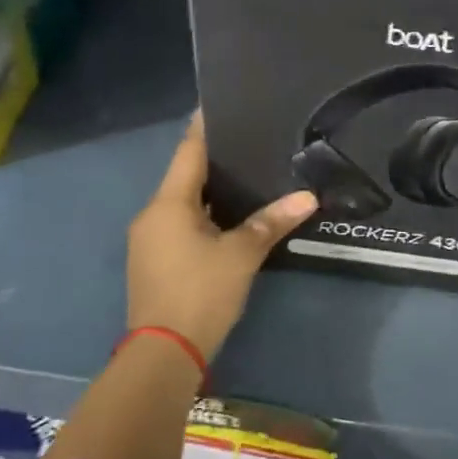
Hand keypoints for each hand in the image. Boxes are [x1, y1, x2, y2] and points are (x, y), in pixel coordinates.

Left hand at [127, 115, 317, 360]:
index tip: (220, 104)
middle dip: (214, 160)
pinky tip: (229, 216)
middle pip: (185, 176)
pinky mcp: (155, 262)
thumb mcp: (241, 255)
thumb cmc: (201, 293)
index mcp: (169, 204)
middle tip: (249, 140)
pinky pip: (180, 224)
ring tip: (246, 174)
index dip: (204, 128)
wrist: (164, 354)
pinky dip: (204, 214)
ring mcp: (150, 240)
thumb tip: (307, 196)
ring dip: (210, 190)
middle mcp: (153, 215)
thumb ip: (272, 222)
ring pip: (183, 203)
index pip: (188, 152)